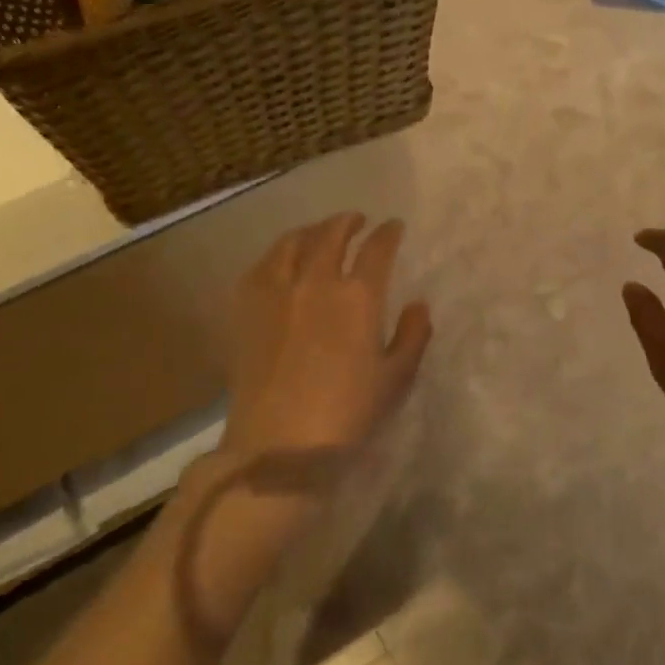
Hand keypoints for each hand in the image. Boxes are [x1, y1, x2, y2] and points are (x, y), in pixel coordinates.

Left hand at [221, 212, 432, 463]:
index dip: (388, 233)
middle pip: (332, 234)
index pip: (377, 249)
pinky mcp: (246, 308)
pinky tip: (282, 260)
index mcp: (358, 297)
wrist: (280, 444)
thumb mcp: (395, 378)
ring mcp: (276, 291)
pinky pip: (262, 265)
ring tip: (320, 233)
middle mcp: (316, 281)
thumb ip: (412, 336)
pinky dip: (278, 253)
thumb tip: (418, 305)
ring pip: (293, 242)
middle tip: (357, 220)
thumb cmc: (348, 414)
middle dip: (348, 221)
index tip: (394, 227)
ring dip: (312, 231)